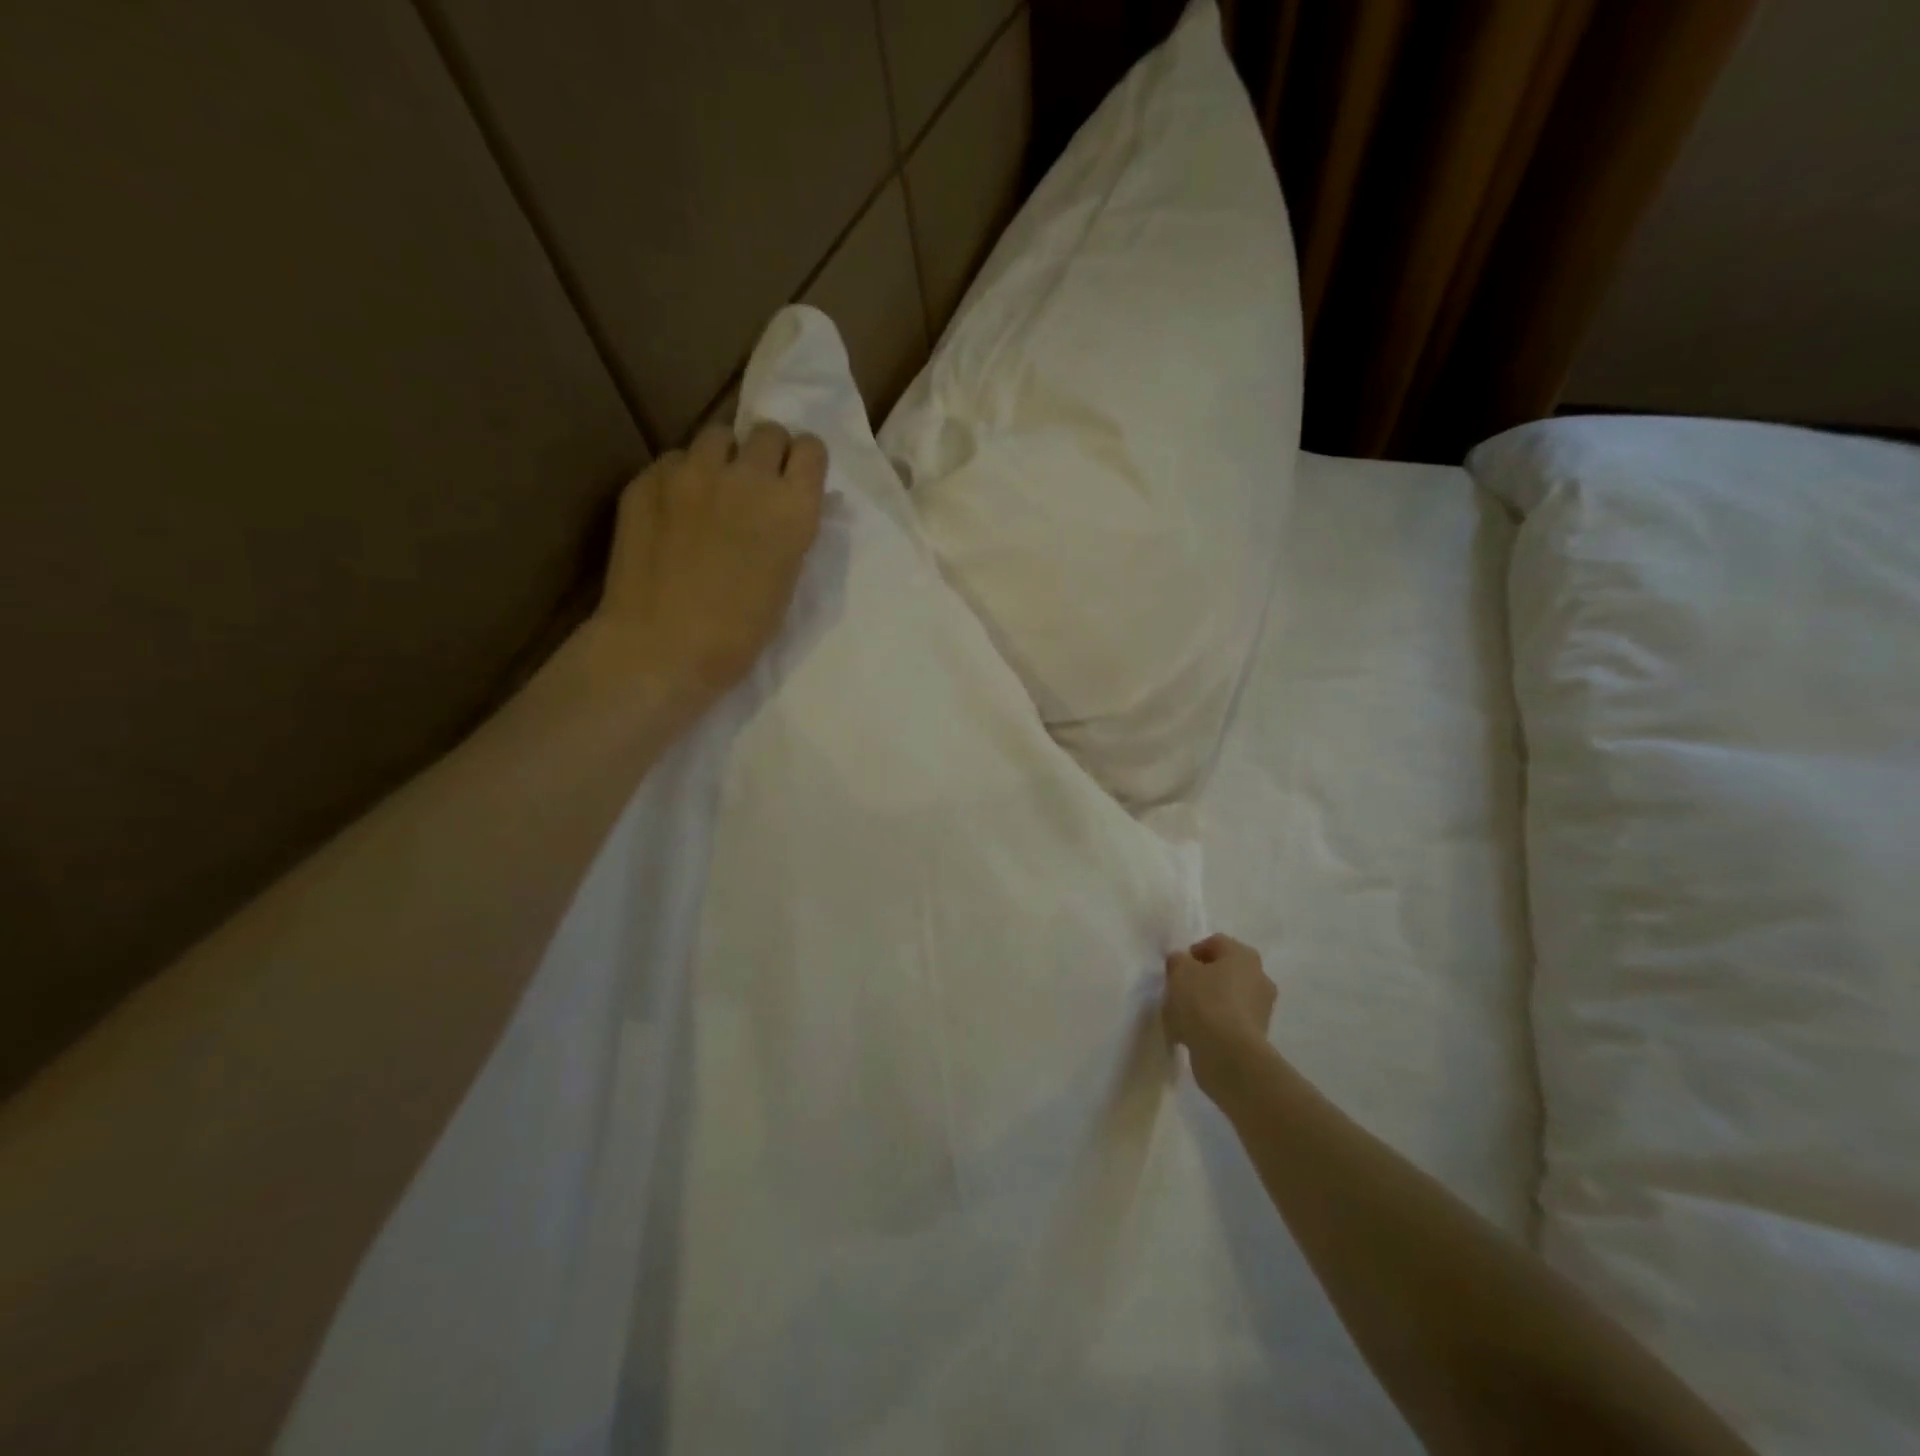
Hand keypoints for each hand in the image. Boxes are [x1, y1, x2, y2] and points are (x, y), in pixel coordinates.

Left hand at [587, 421, 826, 714]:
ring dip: (722, 459)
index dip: (802, 464)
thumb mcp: (786, 580)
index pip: (810, 448)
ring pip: (716, 437)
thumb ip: (791, 531)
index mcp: (792, 507)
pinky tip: (673, 514)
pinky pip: (674, 460)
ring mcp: (691, 472)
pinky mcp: (647, 479)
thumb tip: (789, 505)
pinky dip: (680, 478)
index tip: (795, 482)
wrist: (661, 648)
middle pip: (766, 432)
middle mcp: (746, 476)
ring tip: (711, 493)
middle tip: (755, 489)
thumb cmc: (739, 633)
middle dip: (766, 454)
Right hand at [1163, 934, 1276, 1096]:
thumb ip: (1178, 961)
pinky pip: (1230, 1022)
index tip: (1176, 969)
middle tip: (1180, 990)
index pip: (1216, 943)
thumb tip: (1183, 962)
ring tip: (1184, 1016)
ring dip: (1209, 1003)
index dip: (1193, 953)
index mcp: (1243, 955)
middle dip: (1203, 978)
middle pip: (1224, 971)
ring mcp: (1262, 1008)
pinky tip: (1194, 1035)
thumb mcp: (1179, 972)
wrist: (1228, 1054)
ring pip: (1228, 998)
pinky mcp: (1258, 1036)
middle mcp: (1259, 977)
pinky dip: (1214, 1024)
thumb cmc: (1203, 1002)